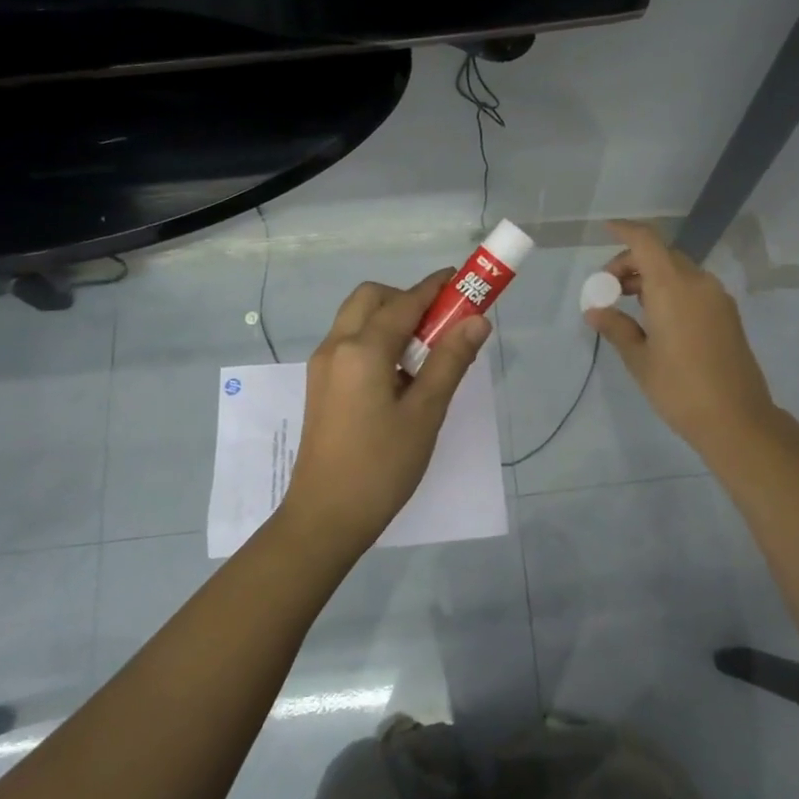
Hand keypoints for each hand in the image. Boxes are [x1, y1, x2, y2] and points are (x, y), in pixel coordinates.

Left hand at [280, 270, 492, 557]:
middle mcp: (336, 347)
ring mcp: (323, 366)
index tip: (463, 281)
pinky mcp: (320, 385)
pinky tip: (400, 374)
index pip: (405, 302)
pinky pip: (350, 342)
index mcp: (362, 350)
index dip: (437, 288)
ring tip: (425, 353)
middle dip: (408, 298)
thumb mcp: (425, 414)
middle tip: (441, 325)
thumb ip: (450, 361)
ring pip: (357, 319)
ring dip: (391, 318)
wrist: (325, 517)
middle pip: (372, 298)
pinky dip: (376, 339)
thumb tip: (477, 321)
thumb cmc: (381, 467)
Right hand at [584, 219, 776, 454]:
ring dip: (652, 277)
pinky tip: (657, 318)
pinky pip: (694, 287)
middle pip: (661, 255)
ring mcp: (717, 297)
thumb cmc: (679, 389)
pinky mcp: (727, 314)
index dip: (625, 230)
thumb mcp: (640, 359)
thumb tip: (595, 311)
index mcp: (673, 288)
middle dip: (632, 263)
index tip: (605, 229)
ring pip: (679, 271)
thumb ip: (616, 327)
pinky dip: (671, 289)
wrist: (737, 419)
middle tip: (610, 289)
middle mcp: (698, 283)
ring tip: (629, 304)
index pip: (646, 242)